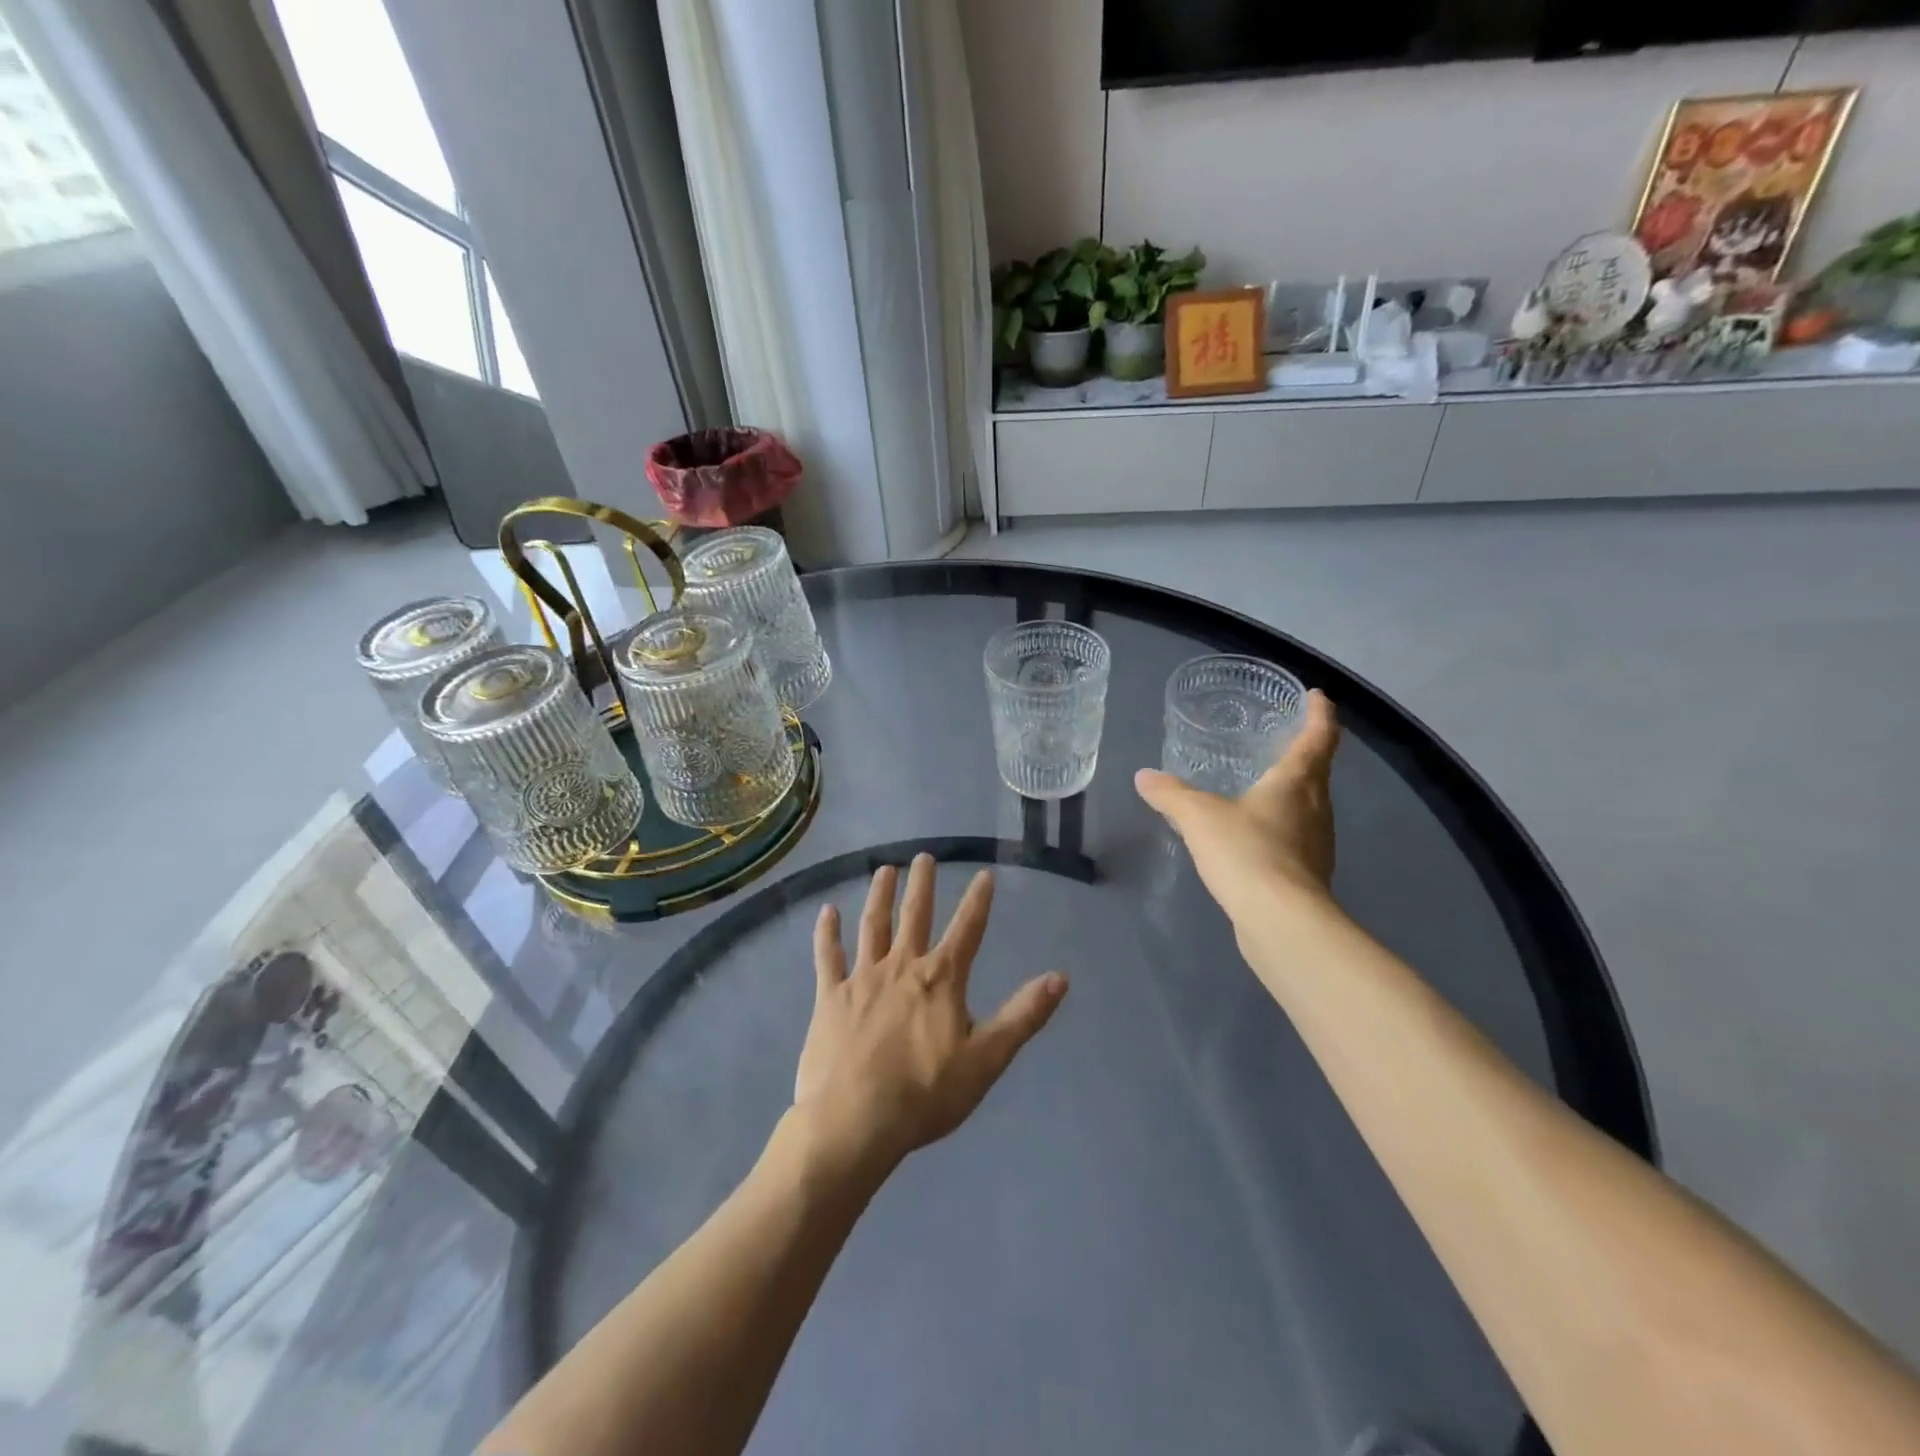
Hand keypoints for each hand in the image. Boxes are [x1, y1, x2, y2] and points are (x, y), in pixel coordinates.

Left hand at [794, 855, 1067, 1174]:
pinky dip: (827, 933)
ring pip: (872, 926)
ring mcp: (862, 979)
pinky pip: (828, 957)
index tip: (984, 874)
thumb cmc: (926, 1094)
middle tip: (922, 856)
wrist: (855, 1121)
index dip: (978, 901)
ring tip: (884, 870)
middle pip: (915, 916)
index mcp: (940, 980)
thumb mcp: (987, 1058)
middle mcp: (901, 967)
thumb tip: (1060, 977)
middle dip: (921, 885)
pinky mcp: (830, 997)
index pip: (967, 930)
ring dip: (879, 896)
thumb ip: (1023, 1015)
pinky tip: (826, 911)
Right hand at [1134, 689, 1341, 928]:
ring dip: (1295, 791)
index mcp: (1297, 782)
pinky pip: (1297, 837)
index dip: (1319, 713)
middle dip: (1306, 751)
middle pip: (1318, 771)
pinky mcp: (1308, 875)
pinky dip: (1282, 826)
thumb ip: (1171, 794)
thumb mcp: (1198, 816)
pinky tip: (1256, 836)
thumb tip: (1144, 777)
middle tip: (1282, 738)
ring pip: (1310, 806)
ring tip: (1265, 785)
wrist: (1281, 922)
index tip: (1316, 696)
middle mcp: (1316, 808)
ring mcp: (1317, 844)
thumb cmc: (1246, 852)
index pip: (1318, 737)